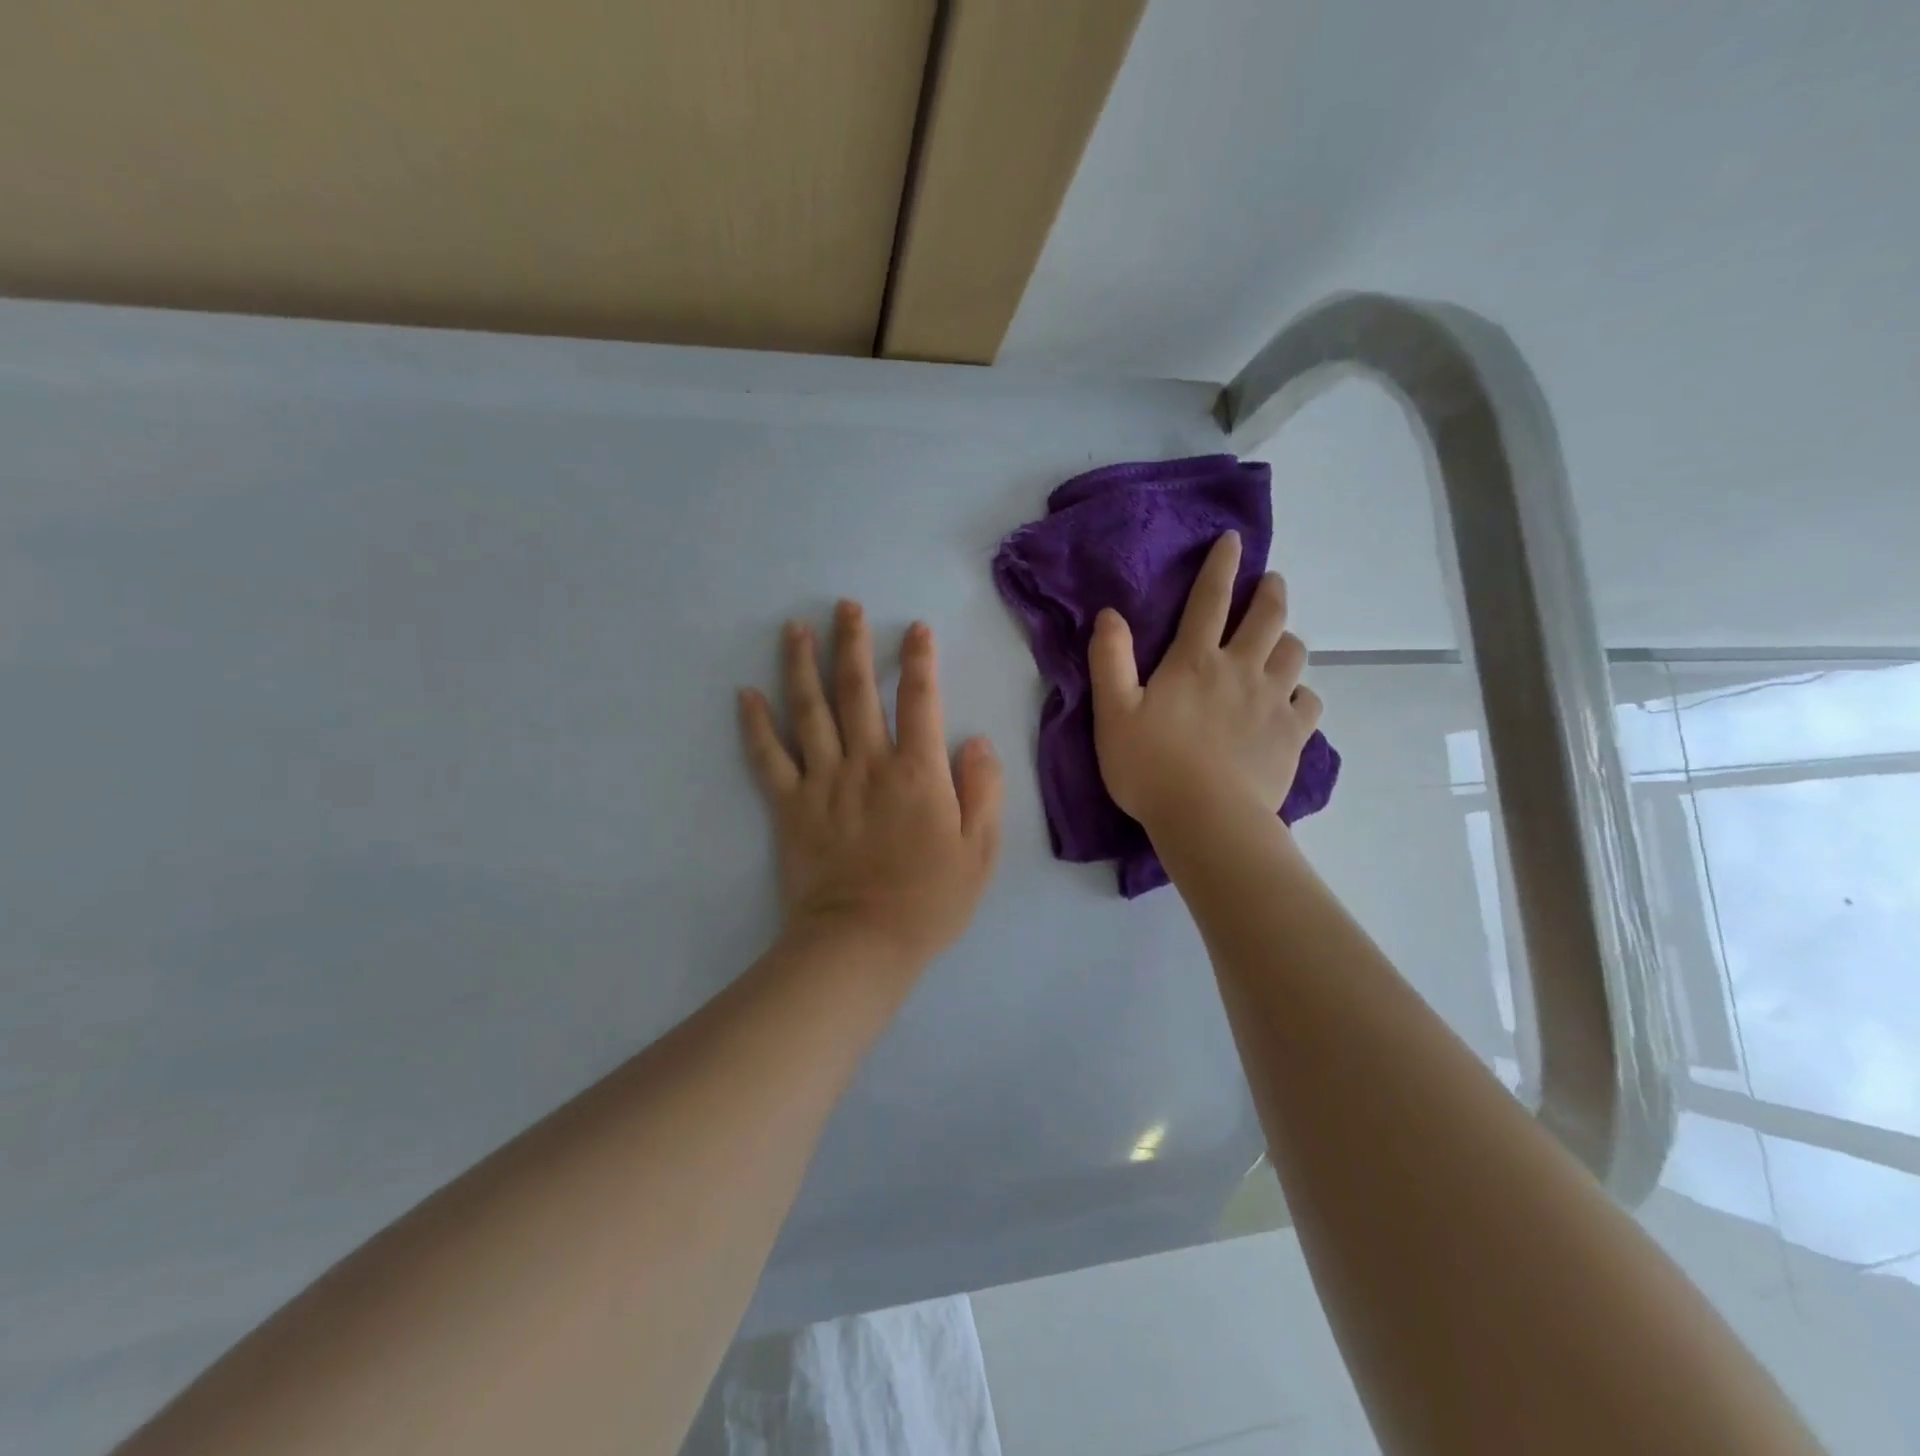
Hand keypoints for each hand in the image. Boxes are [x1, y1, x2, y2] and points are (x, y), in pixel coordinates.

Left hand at [738, 602, 1002, 970]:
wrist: (861, 943)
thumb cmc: (929, 901)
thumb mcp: (980, 851)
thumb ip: (983, 790)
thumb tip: (976, 741)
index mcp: (917, 772)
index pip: (920, 700)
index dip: (920, 660)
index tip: (915, 629)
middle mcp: (867, 764)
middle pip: (857, 691)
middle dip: (853, 644)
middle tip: (845, 606)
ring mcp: (823, 782)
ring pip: (809, 711)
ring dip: (802, 665)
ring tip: (795, 628)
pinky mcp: (789, 806)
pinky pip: (768, 758)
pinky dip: (755, 725)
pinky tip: (745, 694)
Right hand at [1089, 531, 1322, 834]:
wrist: (1207, 819)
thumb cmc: (1151, 766)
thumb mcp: (1113, 712)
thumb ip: (1110, 659)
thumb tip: (1110, 614)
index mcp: (1195, 661)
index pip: (1210, 599)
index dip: (1222, 565)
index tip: (1234, 540)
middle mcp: (1241, 670)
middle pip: (1267, 617)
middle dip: (1271, 592)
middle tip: (1272, 582)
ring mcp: (1273, 702)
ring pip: (1294, 653)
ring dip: (1287, 639)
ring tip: (1279, 642)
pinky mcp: (1293, 735)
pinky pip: (1310, 701)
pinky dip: (1303, 693)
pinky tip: (1293, 701)